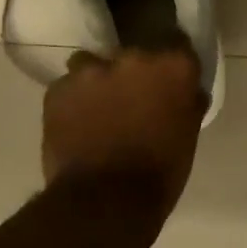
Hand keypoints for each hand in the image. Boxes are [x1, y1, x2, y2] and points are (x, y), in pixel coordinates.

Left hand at [42, 45, 205, 216]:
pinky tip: (76, 127)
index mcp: (173, 66)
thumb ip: (186, 103)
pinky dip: (72, 103)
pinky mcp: (58, 89)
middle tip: (132, 102)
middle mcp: (133, 57)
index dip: (173, 63)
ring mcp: (91, 70)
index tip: (170, 78)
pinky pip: (67, 88)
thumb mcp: (188, 136)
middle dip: (133, 75)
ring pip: (93, 66)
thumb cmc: (160, 174)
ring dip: (97, 83)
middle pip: (133, 56)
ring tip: (98, 113)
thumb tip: (188, 92)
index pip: (178, 45)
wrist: (104, 203)